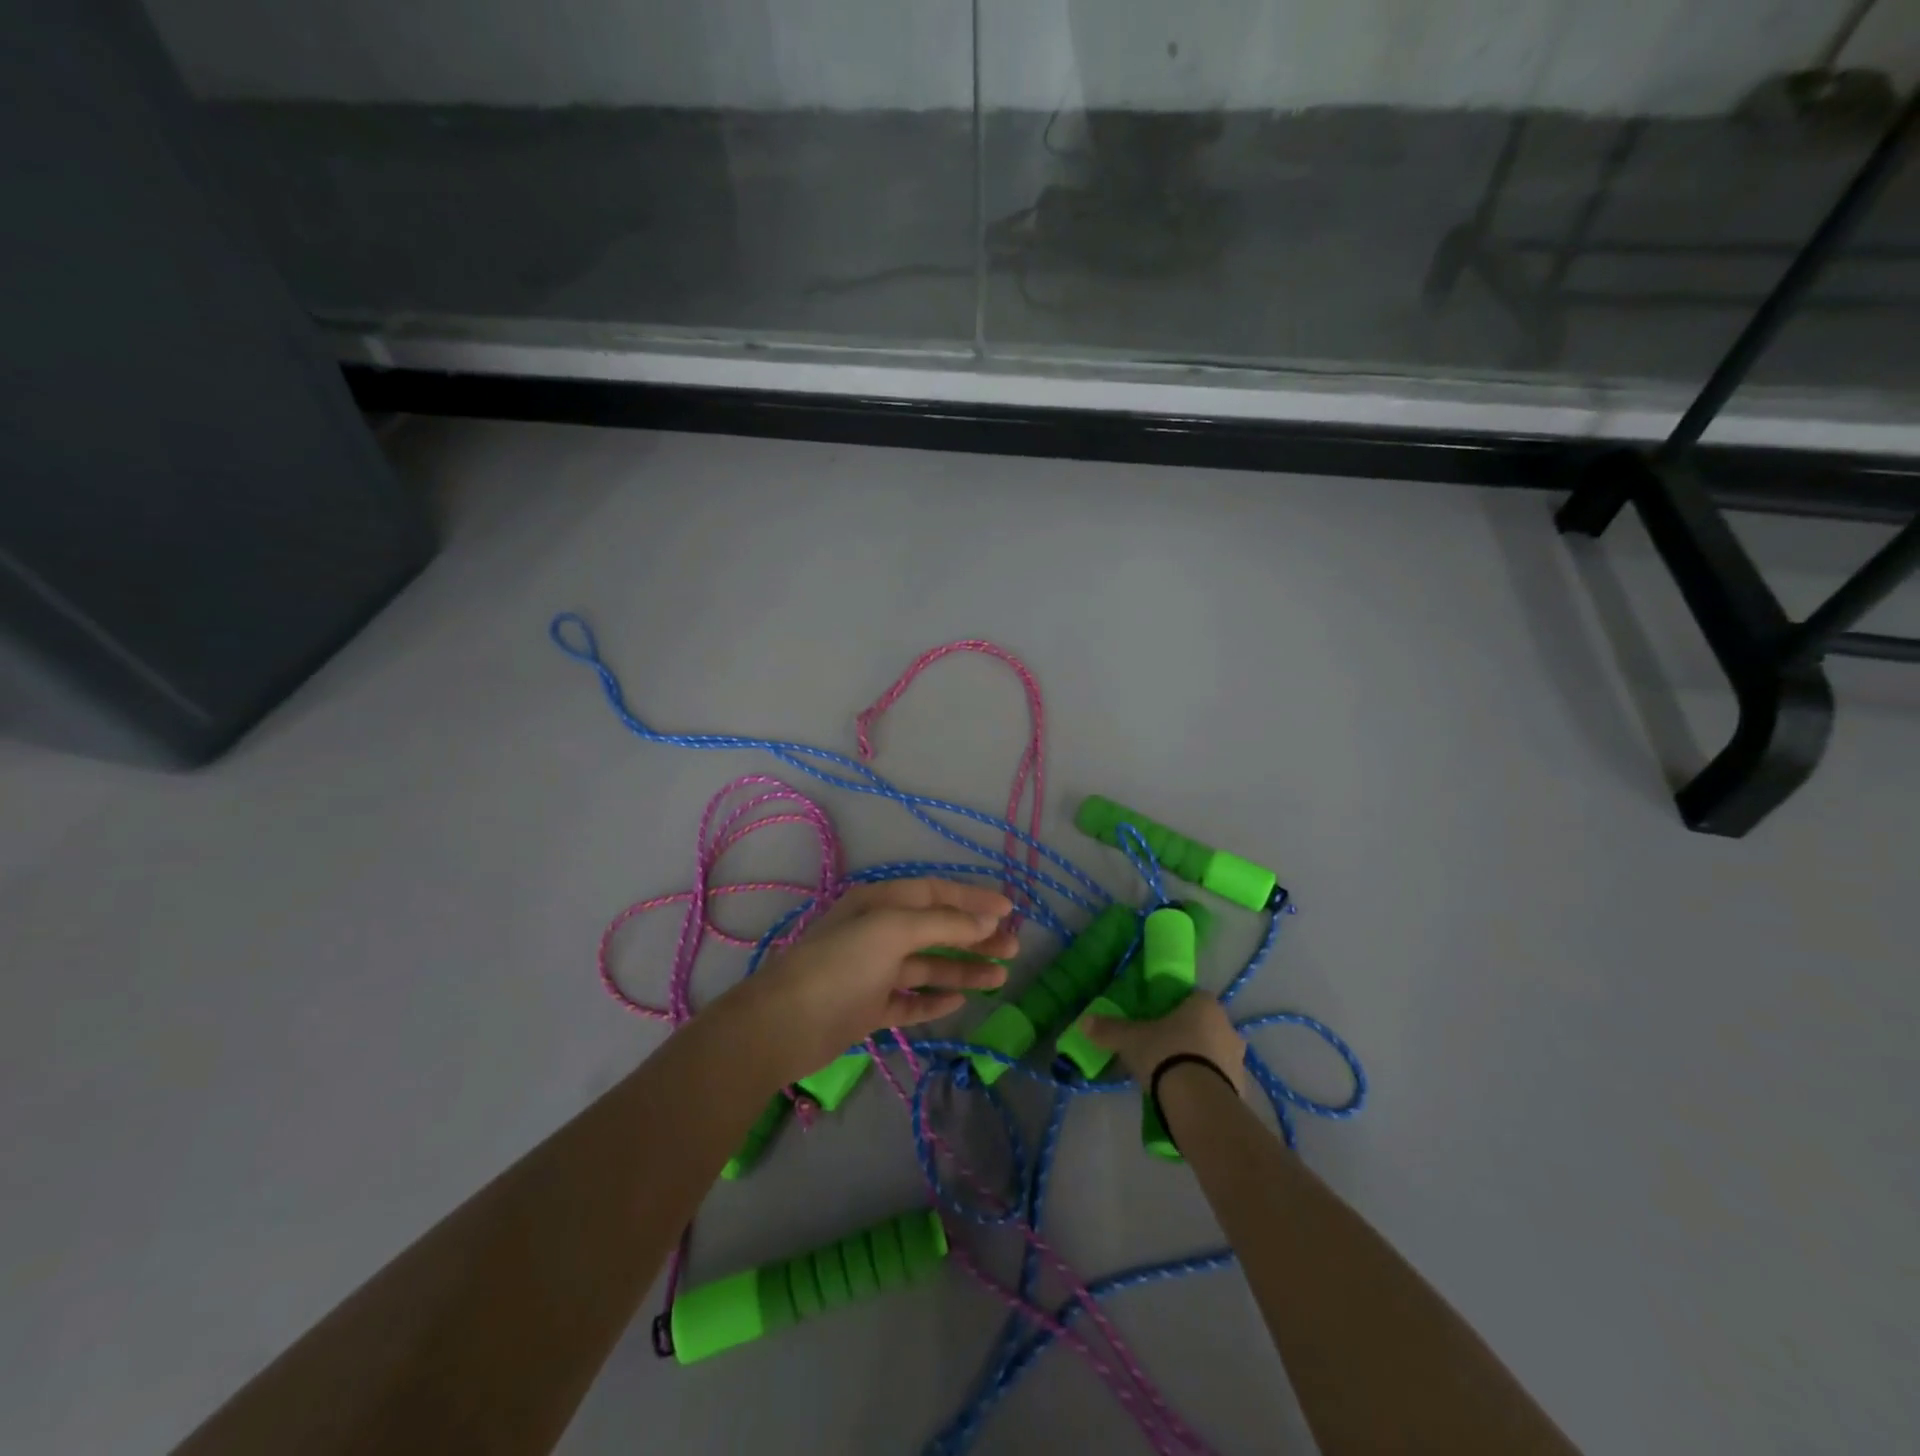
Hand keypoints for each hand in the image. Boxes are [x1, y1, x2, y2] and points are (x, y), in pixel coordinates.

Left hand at [718, 878, 1015, 1085]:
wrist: (784, 1024)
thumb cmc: (841, 964)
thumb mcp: (893, 930)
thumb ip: (942, 923)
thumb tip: (987, 918)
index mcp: (880, 903)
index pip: (936, 893)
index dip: (973, 898)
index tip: (1010, 909)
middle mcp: (878, 932)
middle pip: (936, 929)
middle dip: (975, 936)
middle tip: (1013, 947)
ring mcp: (874, 972)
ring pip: (928, 966)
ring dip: (963, 969)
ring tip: (1000, 978)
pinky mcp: (869, 1007)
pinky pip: (910, 1000)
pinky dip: (934, 999)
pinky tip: (958, 1001)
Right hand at [1083, 992, 1248, 1096]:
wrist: (1198, 1103)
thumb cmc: (1166, 1054)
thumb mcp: (1131, 1039)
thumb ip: (1109, 1029)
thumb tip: (1084, 1022)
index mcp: (1205, 1005)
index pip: (1193, 997)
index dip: (1177, 1007)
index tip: (1159, 1020)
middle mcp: (1228, 1027)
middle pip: (1205, 1025)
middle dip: (1187, 1035)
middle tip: (1163, 1048)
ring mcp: (1238, 1060)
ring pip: (1214, 1053)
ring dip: (1198, 1061)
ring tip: (1172, 1076)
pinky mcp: (1241, 1089)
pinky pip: (1219, 1080)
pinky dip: (1205, 1084)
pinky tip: (1186, 1096)